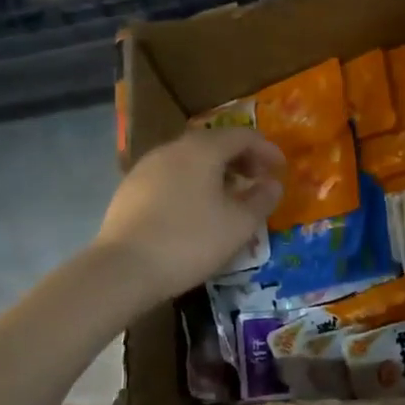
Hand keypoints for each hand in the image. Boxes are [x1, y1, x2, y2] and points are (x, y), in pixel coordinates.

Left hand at [94, 127, 284, 298]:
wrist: (123, 269)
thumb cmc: (190, 241)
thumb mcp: (238, 225)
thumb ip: (261, 200)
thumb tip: (272, 184)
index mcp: (203, 149)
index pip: (242, 136)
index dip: (267, 149)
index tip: (281, 169)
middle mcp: (173, 148)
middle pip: (214, 143)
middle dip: (241, 159)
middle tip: (258, 180)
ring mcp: (147, 167)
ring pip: (190, 159)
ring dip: (215, 171)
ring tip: (229, 197)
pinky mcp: (130, 189)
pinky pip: (171, 176)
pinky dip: (192, 183)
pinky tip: (195, 210)